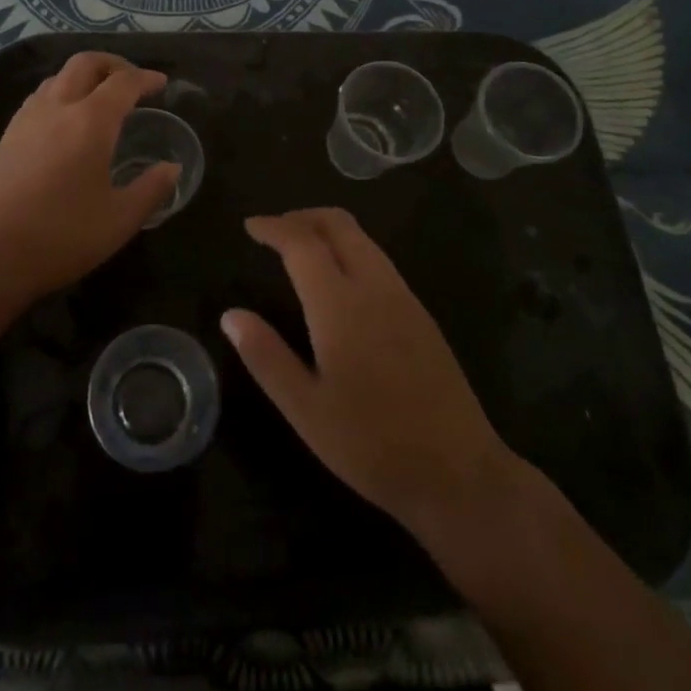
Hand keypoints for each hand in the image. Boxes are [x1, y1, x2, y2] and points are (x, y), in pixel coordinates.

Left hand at [0, 52, 179, 299]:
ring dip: (83, 76)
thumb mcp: (119, 220)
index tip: (162, 84)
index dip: (146, 78)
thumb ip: (150, 190)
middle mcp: (57, 108)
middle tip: (132, 81)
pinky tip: (64, 121)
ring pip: (57, 77)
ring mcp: (26, 120)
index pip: (123, 83)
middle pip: (85, 63)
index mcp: (90, 121)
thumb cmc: (60, 236)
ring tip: (100, 98)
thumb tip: (171, 169)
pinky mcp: (6, 138)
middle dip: (113, 64)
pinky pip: (39, 97)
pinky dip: (60, 93)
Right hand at [222, 208, 535, 547]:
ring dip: (327, 231)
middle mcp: (375, 287)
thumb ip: (266, 356)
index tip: (250, 226)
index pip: (303, 242)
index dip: (274, 227)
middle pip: (339, 225)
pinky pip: (379, 260)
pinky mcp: (421, 314)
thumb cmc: (371, 444)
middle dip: (302, 217)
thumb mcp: (305, 409)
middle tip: (273, 231)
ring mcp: (404, 298)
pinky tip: (337, 280)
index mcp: (341, 304)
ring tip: (299, 250)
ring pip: (363, 239)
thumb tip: (231, 315)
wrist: (458, 473)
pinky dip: (350, 250)